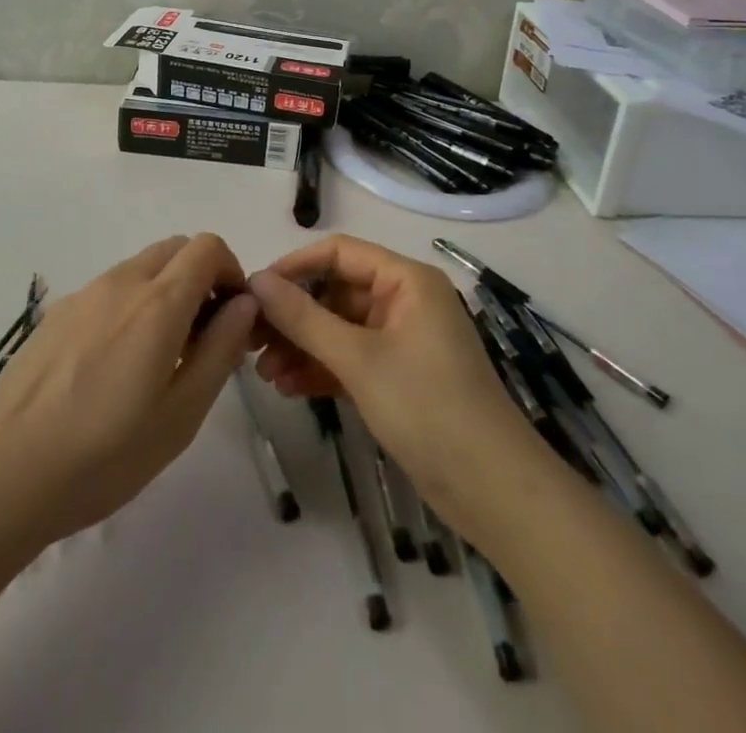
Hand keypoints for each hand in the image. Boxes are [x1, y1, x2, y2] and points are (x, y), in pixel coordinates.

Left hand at [0, 233, 260, 550]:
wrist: (4, 474)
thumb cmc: (104, 454)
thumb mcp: (181, 415)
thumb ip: (220, 350)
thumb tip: (244, 304)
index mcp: (158, 302)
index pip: (207, 246)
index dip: (230, 271)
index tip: (232, 317)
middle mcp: (121, 282)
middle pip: (174, 249)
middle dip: (200, 277)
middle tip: (202, 336)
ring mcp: (83, 293)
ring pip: (140, 268)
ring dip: (165, 291)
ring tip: (158, 357)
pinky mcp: (56, 313)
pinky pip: (108, 289)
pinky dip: (130, 304)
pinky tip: (113, 366)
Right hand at [249, 235, 533, 528]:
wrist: (494, 491)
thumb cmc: (427, 407)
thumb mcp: (358, 359)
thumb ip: (304, 318)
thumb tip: (256, 280)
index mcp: (406, 280)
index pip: (339, 253)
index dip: (294, 267)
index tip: (254, 292)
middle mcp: (405, 300)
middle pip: (337, 292)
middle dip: (294, 316)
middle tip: (251, 341)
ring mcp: (404, 340)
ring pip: (340, 328)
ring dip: (303, 346)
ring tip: (265, 373)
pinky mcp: (401, 377)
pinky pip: (352, 359)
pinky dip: (323, 369)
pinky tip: (289, 387)